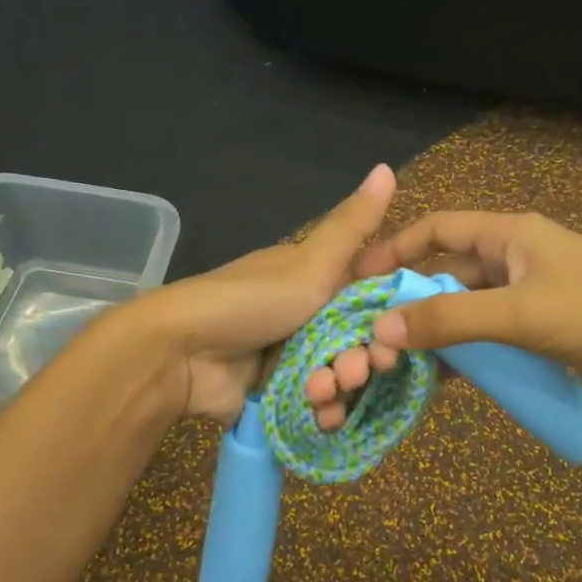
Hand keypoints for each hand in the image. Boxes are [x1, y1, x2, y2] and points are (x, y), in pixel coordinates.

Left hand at [136, 164, 397, 425]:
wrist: (182, 353)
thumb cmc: (252, 301)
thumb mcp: (311, 262)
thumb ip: (354, 225)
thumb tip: (387, 166)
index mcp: (316, 282)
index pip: (369, 300)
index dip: (388, 318)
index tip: (399, 334)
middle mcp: (307, 318)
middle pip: (357, 343)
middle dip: (363, 360)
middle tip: (355, 370)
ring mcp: (292, 358)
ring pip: (339, 377)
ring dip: (341, 389)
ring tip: (323, 392)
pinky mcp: (278, 395)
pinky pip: (315, 406)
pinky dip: (322, 411)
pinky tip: (322, 416)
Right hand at [305, 211, 581, 425]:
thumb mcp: (521, 314)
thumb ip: (452, 321)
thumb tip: (381, 327)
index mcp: (511, 236)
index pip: (439, 229)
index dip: (396, 249)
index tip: (358, 280)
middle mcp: (516, 260)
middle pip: (450, 274)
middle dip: (413, 302)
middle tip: (372, 337)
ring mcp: (534, 298)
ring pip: (471, 311)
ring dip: (440, 335)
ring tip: (399, 366)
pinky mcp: (548, 332)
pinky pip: (495, 338)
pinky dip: (470, 356)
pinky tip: (445, 383)